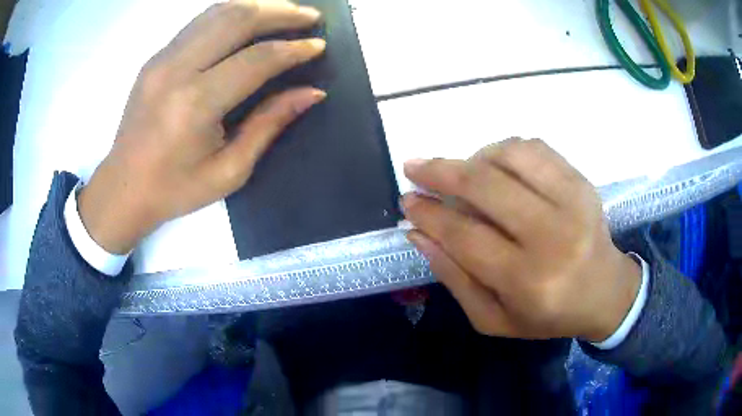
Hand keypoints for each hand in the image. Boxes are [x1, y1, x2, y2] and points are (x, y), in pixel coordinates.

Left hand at [78, 0, 325, 253]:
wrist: (123, 189)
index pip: (256, 59)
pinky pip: (200, 22)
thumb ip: (269, 124)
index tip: (318, 45)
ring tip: (286, 10)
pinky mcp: (156, 57)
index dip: (293, 49)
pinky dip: (231, 13)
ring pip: (217, 11)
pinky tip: (250, 18)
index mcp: (195, 105)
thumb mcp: (229, 171)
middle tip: (311, 16)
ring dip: (257, 5)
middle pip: (237, 19)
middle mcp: (176, 70)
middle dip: (281, 12)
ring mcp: (162, 58)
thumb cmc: (175, 190)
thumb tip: (311, 92)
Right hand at [402, 139, 640, 342]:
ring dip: (474, 157)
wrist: (604, 293)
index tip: (408, 200)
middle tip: (415, 167)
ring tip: (463, 172)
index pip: (465, 235)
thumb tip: (419, 233)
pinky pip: (535, 148)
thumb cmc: (547, 314)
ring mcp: (573, 201)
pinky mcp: (582, 182)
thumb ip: (454, 278)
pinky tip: (496, 165)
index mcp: (528, 281)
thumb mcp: (493, 318)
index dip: (429, 214)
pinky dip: (505, 150)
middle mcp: (553, 236)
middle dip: (440, 172)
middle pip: (485, 186)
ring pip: (510, 156)